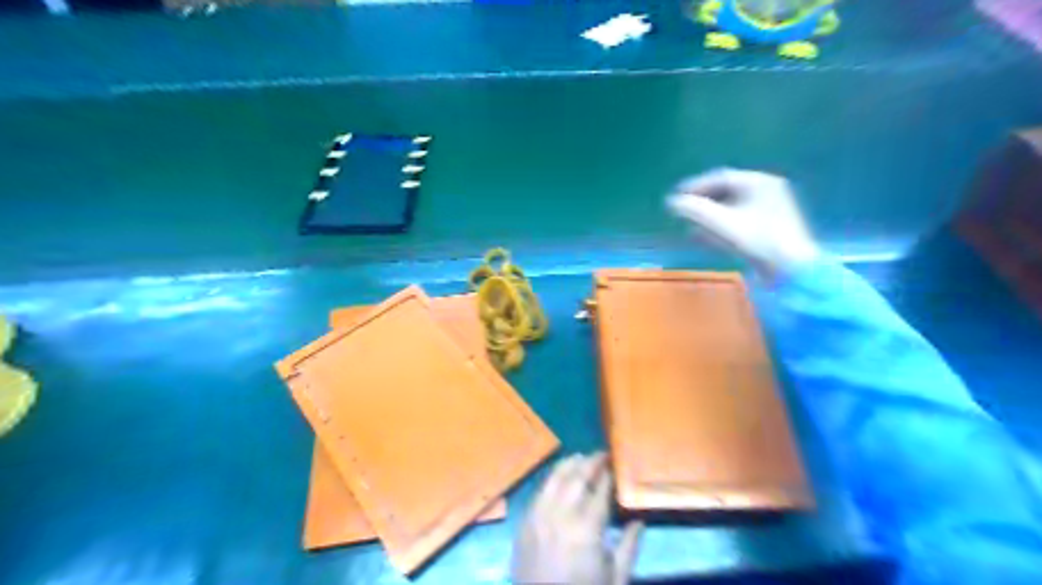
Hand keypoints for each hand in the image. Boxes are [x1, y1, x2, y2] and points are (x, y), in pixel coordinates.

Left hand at [509, 453, 639, 584]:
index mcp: (587, 529)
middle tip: (601, 454)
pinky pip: (538, 492)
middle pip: (576, 478)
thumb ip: (629, 547)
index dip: (607, 475)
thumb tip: (639, 521)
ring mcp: (538, 516)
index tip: (614, 463)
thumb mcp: (615, 580)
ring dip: (568, 465)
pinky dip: (550, 479)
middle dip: (590, 462)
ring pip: (554, 479)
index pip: (599, 491)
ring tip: (580, 457)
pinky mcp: (524, 523)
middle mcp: (560, 515)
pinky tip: (558, 476)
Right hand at [667, 168, 821, 279]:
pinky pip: (740, 219)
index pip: (720, 177)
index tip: (676, 196)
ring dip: (709, 215)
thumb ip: (696, 210)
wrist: (792, 269)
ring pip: (732, 207)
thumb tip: (672, 202)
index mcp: (758, 182)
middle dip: (701, 202)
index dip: (695, 186)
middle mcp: (766, 190)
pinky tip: (706, 237)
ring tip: (690, 225)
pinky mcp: (770, 227)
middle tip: (682, 210)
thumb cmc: (758, 240)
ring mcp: (771, 208)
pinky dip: (721, 225)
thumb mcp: (722, 224)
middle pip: (727, 191)